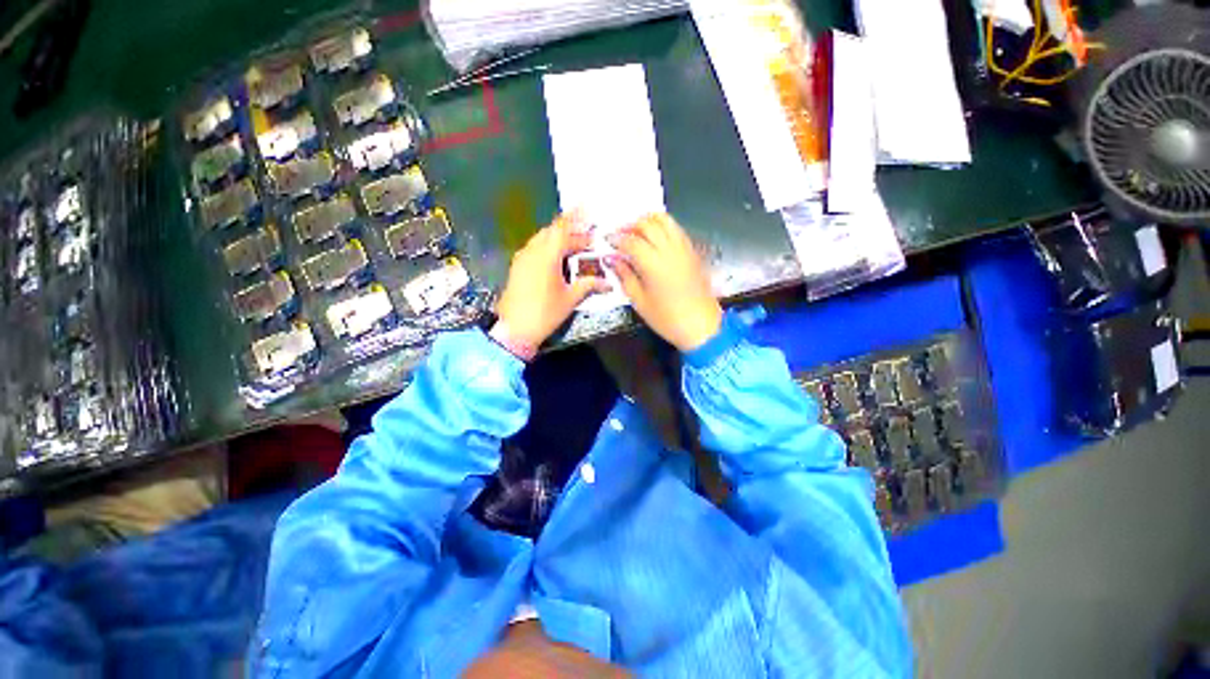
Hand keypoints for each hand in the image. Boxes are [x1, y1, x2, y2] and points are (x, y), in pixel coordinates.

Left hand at [495, 211, 609, 346]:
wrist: (514, 329)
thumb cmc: (544, 312)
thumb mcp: (570, 298)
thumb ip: (589, 285)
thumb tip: (609, 283)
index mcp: (546, 254)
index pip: (563, 228)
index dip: (576, 217)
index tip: (588, 207)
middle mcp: (532, 250)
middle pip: (552, 232)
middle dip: (571, 231)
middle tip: (589, 235)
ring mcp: (523, 258)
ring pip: (543, 240)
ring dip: (560, 239)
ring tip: (577, 246)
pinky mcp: (518, 267)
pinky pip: (536, 249)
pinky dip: (550, 248)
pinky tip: (560, 258)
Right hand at [607, 213, 722, 351]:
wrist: (701, 325)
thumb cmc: (667, 318)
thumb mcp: (640, 301)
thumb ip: (625, 276)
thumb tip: (613, 260)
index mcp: (653, 264)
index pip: (631, 241)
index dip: (617, 238)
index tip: (607, 240)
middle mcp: (669, 250)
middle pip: (647, 224)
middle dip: (631, 225)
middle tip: (620, 233)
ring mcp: (683, 248)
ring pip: (665, 220)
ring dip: (648, 221)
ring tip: (637, 230)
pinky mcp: (692, 251)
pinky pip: (676, 229)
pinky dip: (663, 226)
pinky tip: (656, 236)